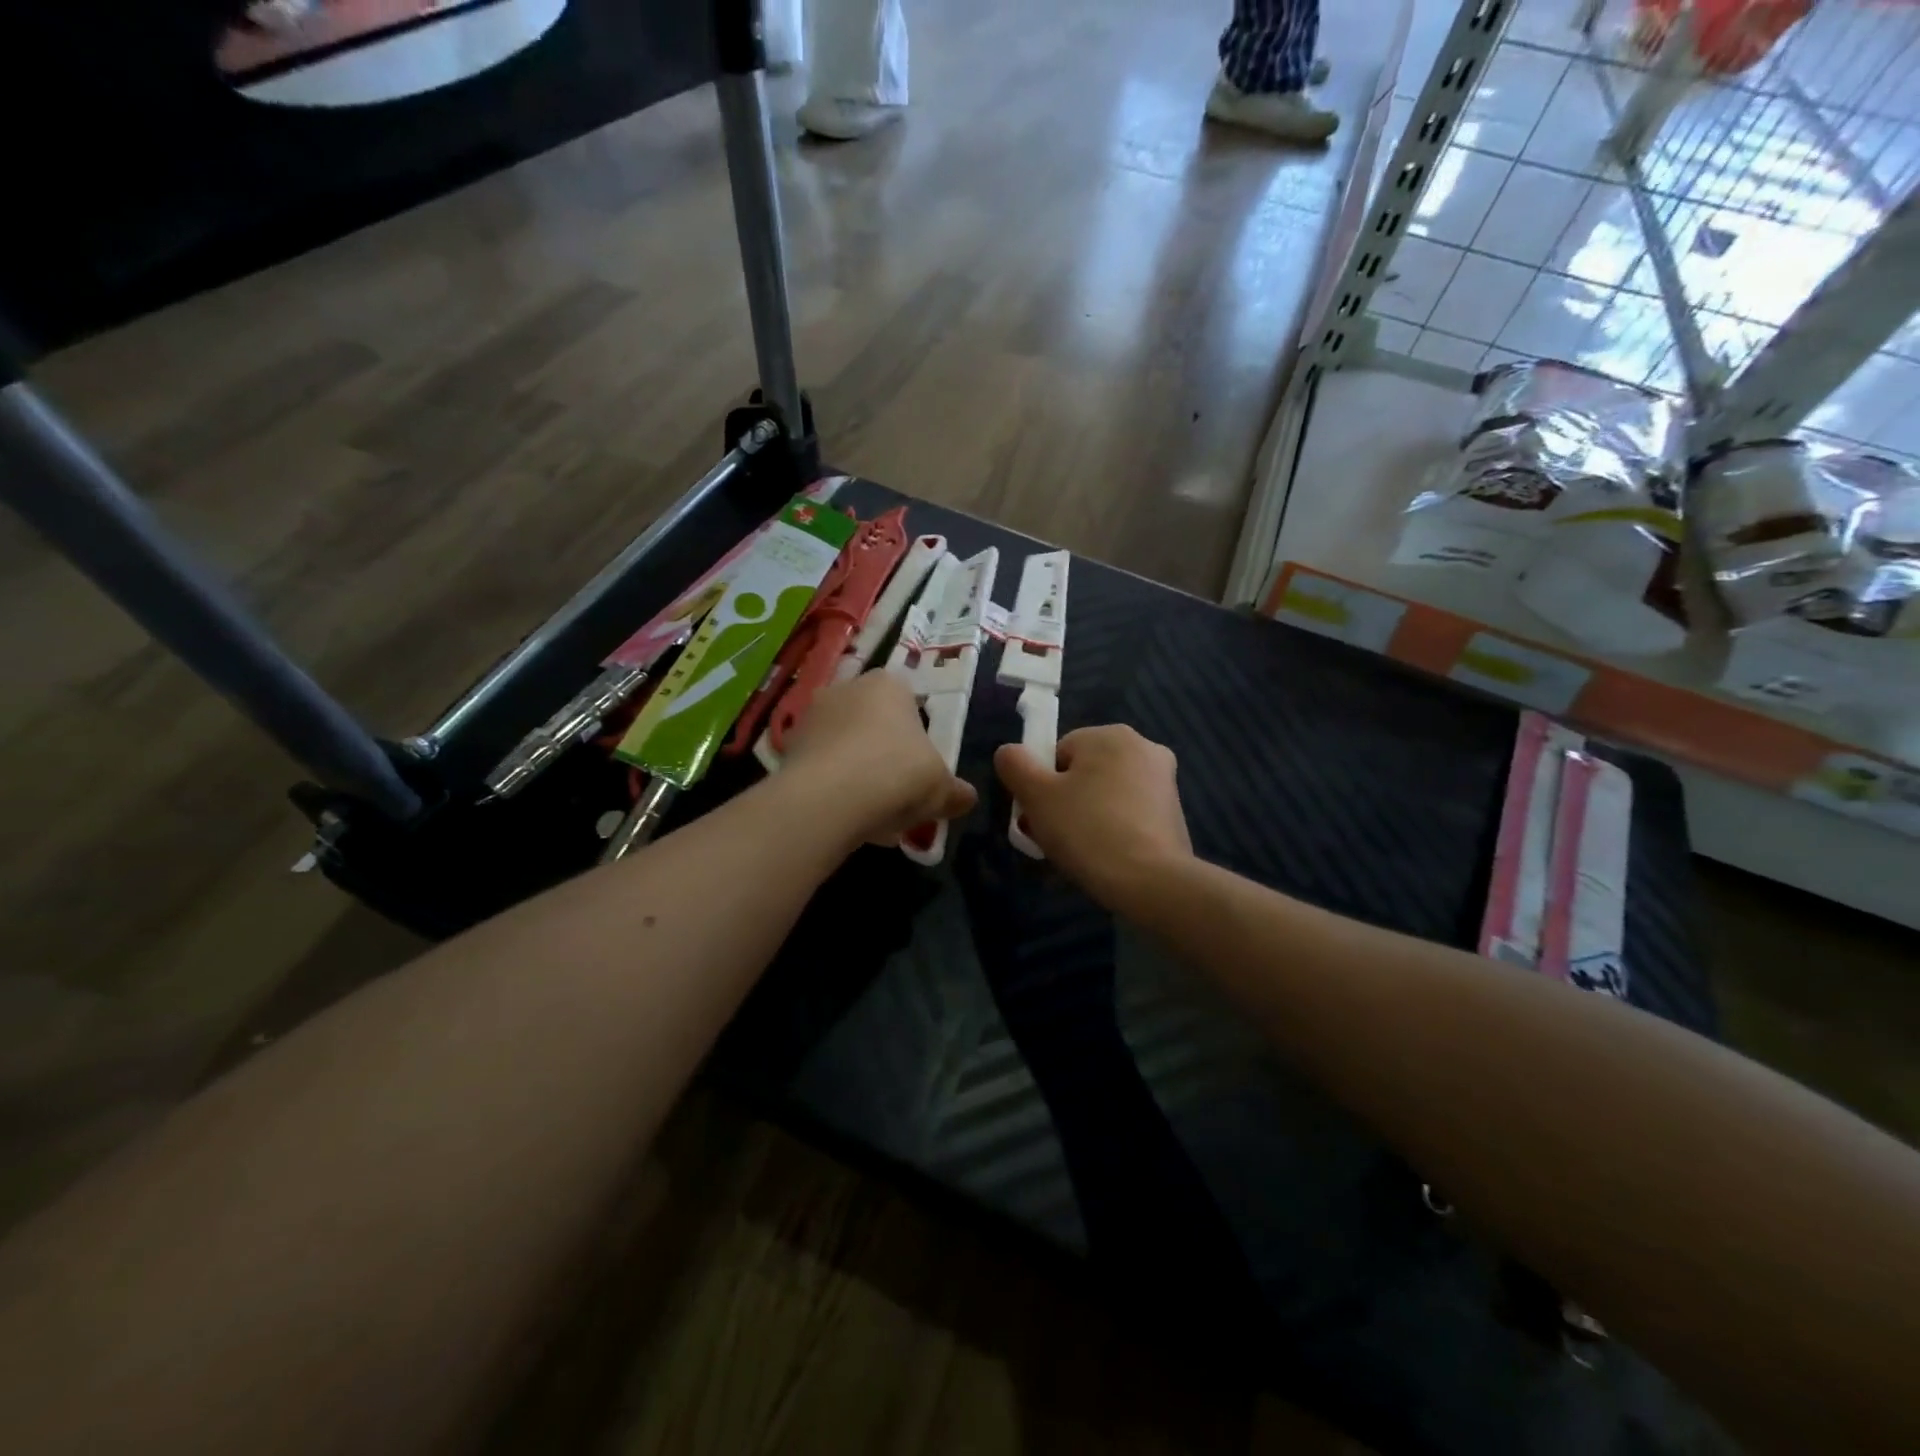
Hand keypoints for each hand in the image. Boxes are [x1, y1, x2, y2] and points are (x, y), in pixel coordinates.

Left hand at [781, 672, 977, 844]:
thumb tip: (966, 798)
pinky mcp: (786, 747)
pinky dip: (832, 787)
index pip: (909, 702)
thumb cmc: (896, 774)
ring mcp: (811, 715)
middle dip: (885, 754)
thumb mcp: (941, 788)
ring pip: (845, 746)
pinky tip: (845, 817)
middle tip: (899, 793)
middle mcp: (847, 688)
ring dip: (857, 772)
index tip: (921, 769)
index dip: (918, 737)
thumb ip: (956, 792)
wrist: (827, 799)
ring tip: (872, 813)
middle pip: (874, 723)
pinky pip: (821, 766)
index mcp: (889, 684)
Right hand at [993, 725, 1192, 906]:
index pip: (1058, 753)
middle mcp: (1143, 747)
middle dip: (1064, 802)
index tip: (1039, 816)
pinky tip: (1104, 857)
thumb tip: (1009, 753)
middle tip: (1052, 838)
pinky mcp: (1174, 813)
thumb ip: (1015, 765)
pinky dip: (1113, 830)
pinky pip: (1129, 814)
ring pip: (1106, 795)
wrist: (1150, 881)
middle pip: (1083, 772)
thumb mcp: (1036, 796)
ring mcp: (1164, 781)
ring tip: (1076, 853)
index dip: (1041, 785)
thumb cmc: (1087, 830)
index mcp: (1110, 735)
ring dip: (1087, 817)